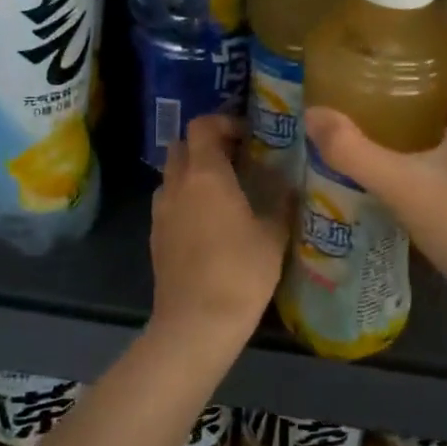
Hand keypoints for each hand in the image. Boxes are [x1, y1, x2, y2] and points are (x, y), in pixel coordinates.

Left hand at [150, 114, 293, 352]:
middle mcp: (176, 185)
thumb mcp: (273, 236)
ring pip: (172, 175)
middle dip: (206, 144)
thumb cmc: (240, 272)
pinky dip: (186, 199)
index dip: (224, 122)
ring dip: (194, 172)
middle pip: (182, 146)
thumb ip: (282, 203)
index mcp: (205, 175)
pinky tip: (210, 222)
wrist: (196, 324)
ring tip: (225, 190)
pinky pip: (169, 202)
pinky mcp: (155, 237)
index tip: (248, 134)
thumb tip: (290, 184)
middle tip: (237, 158)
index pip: (202, 125)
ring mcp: (160, 211)